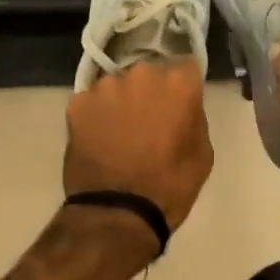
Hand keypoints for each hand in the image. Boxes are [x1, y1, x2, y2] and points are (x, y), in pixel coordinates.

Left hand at [64, 59, 212, 231]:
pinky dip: (95, 116)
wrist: (117, 212)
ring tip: (119, 133)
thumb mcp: (202, 153)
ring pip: (117, 86)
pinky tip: (97, 140)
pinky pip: (91, 103)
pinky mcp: (77, 103)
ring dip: (120, 102)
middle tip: (147, 120)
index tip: (179, 102)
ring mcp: (105, 87)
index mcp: (177, 84)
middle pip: (148, 74)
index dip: (182, 85)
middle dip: (149, 91)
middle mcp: (141, 74)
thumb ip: (193, 117)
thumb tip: (182, 107)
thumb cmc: (170, 186)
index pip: (185, 66)